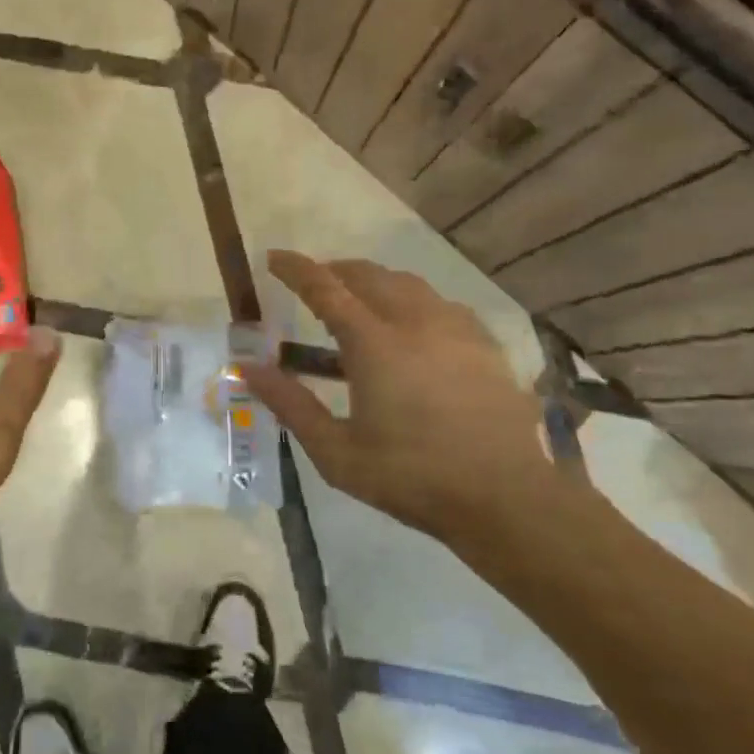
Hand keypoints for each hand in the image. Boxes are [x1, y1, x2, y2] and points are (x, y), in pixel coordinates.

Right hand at [244, 251, 589, 557]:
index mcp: (374, 343)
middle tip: (315, 283)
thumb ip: (290, 404)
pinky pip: (440, 303)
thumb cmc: (411, 477)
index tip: (273, 257)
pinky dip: (413, 301)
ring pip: (408, 283)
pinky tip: (413, 326)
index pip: (325, 288)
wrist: (504, 496)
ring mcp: (455, 328)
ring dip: (375, 282)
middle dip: (335, 270)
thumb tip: (249, 368)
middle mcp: (415, 321)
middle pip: (368, 275)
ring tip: (359, 300)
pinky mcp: (484, 343)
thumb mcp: (336, 452)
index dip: (296, 269)